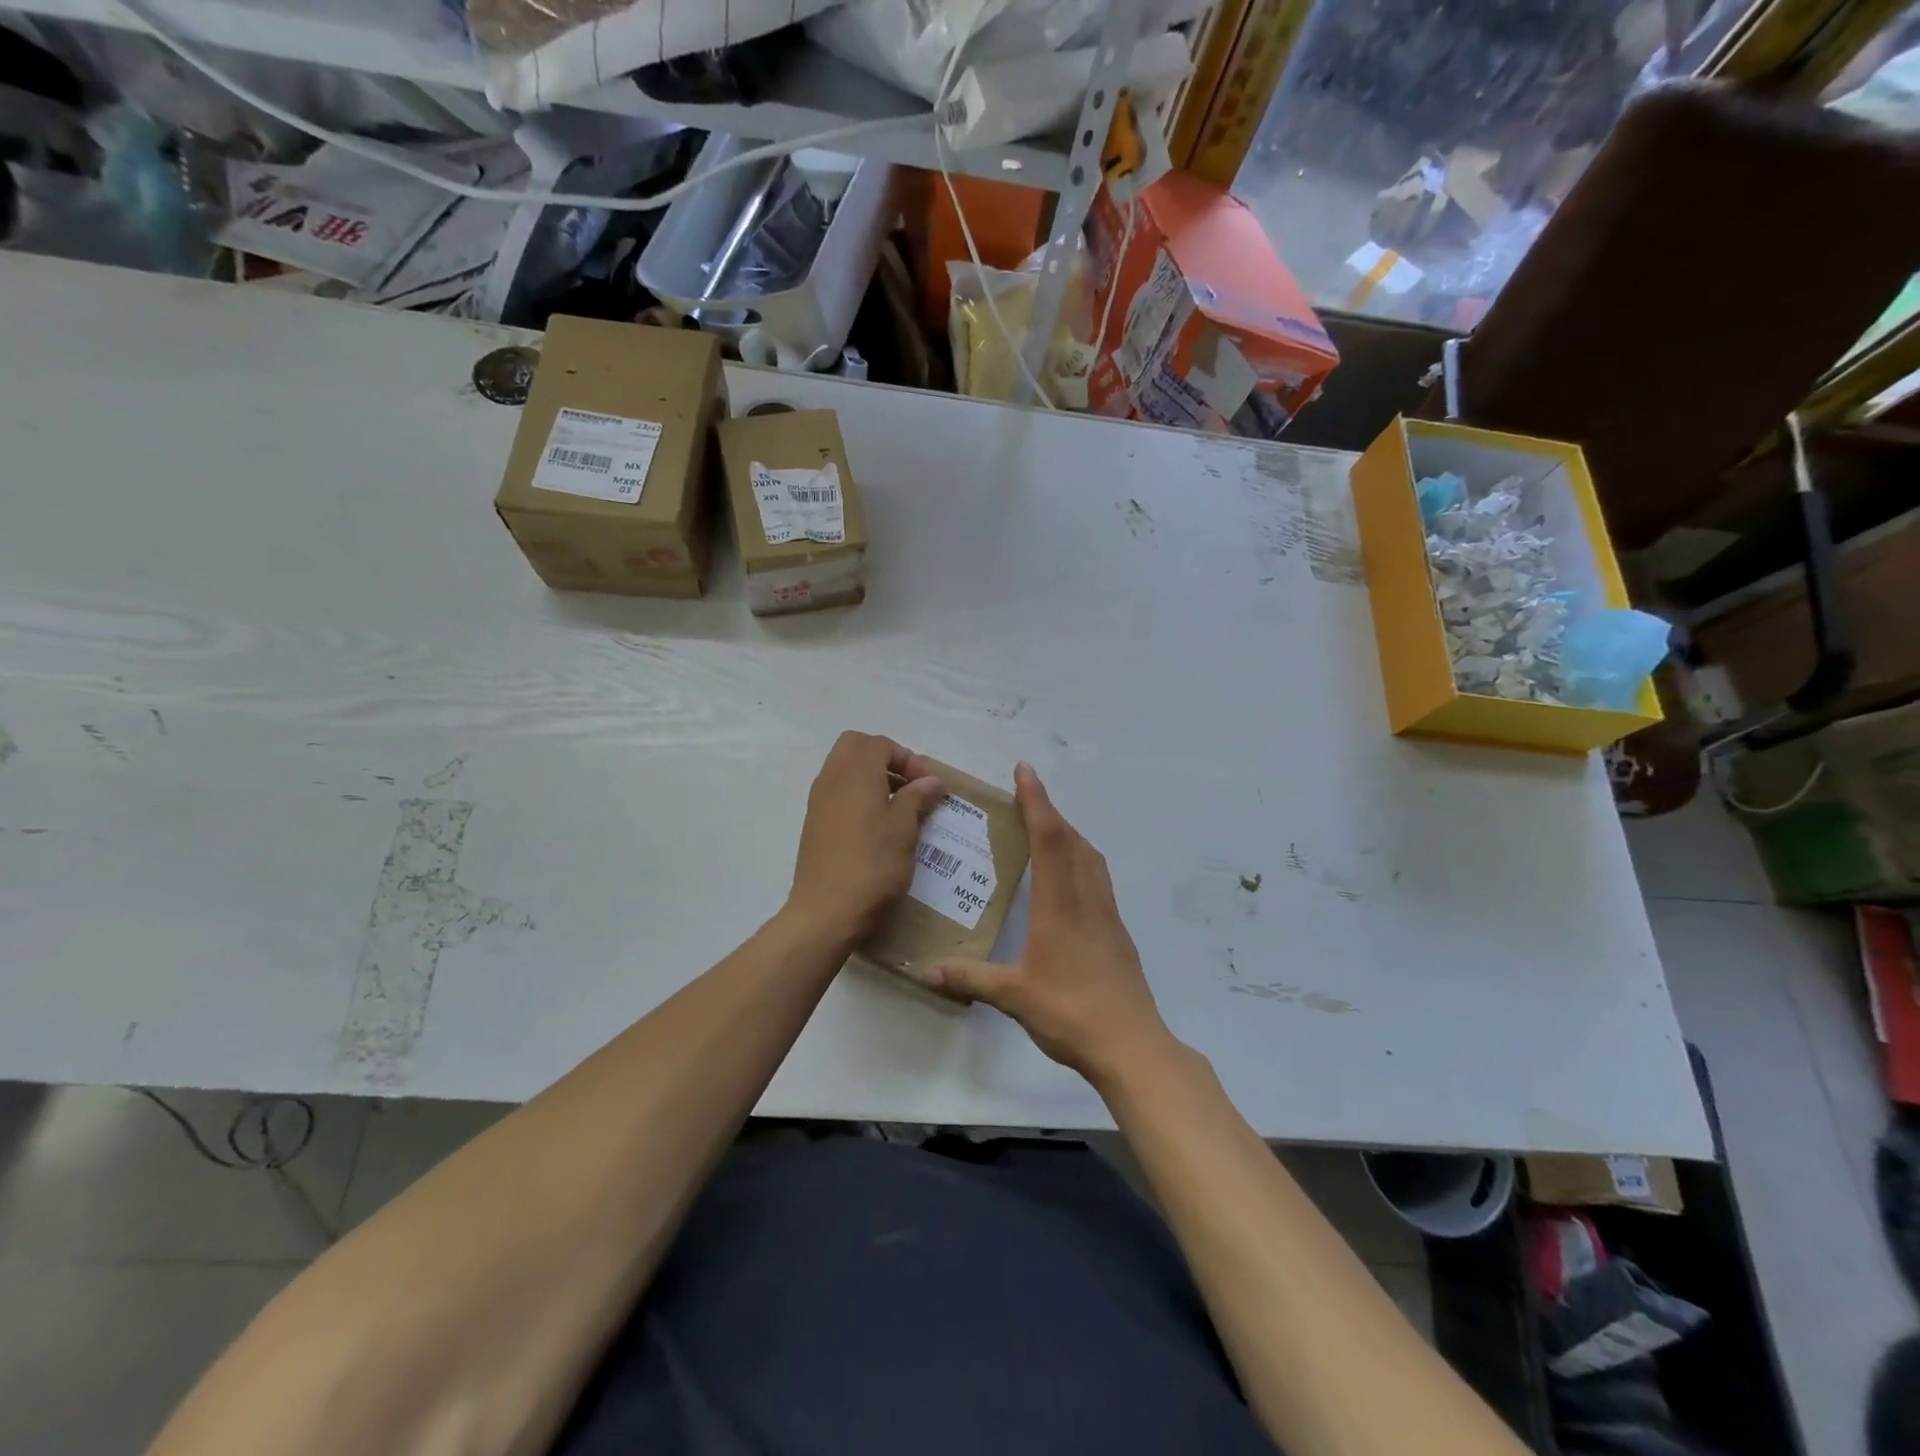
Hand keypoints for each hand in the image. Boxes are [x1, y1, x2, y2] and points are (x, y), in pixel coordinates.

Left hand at [788, 731, 944, 939]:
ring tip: (898, 807)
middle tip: (909, 786)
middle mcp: (831, 778)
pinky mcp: (814, 824)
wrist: (827, 912)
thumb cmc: (872, 865)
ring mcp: (818, 801)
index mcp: (855, 772)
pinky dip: (858, 796)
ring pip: (844, 769)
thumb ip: (917, 797)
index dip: (909, 759)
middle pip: (856, 747)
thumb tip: (931, 780)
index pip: (881, 744)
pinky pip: (837, 793)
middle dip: (885, 759)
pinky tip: (877, 826)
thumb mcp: (904, 829)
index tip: (929, 786)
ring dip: (871, 777)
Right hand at [927, 763, 1172, 1087]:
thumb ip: (970, 978)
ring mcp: (1107, 915)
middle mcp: (1087, 899)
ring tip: (1046, 830)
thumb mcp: (1014, 996)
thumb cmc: (1071, 1012)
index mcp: (1060, 905)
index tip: (1025, 770)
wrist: (1132, 1044)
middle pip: (1072, 840)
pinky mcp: (1117, 932)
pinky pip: (1098, 879)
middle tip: (1026, 797)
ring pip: (1090, 857)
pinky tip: (1068, 880)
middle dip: (1050, 812)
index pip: (1049, 838)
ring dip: (1068, 834)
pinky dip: (1081, 860)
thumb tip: (926, 969)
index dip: (1036, 801)